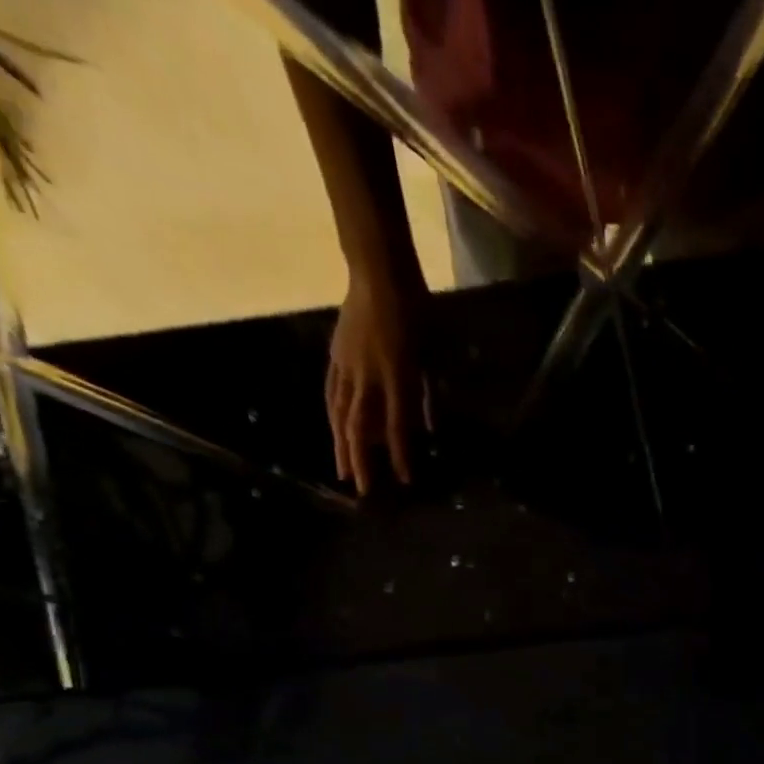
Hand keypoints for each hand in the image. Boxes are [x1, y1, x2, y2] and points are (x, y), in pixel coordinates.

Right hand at [326, 270, 429, 494]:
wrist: (379, 273)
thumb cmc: (416, 312)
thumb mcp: (432, 356)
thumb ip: (427, 394)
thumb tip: (426, 429)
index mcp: (397, 376)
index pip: (397, 426)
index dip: (400, 456)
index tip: (405, 480)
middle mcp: (369, 377)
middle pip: (360, 427)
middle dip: (362, 461)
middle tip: (363, 490)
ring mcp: (348, 366)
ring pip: (340, 413)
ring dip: (341, 445)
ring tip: (343, 470)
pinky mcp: (336, 356)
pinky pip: (332, 392)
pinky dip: (333, 416)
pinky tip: (333, 431)